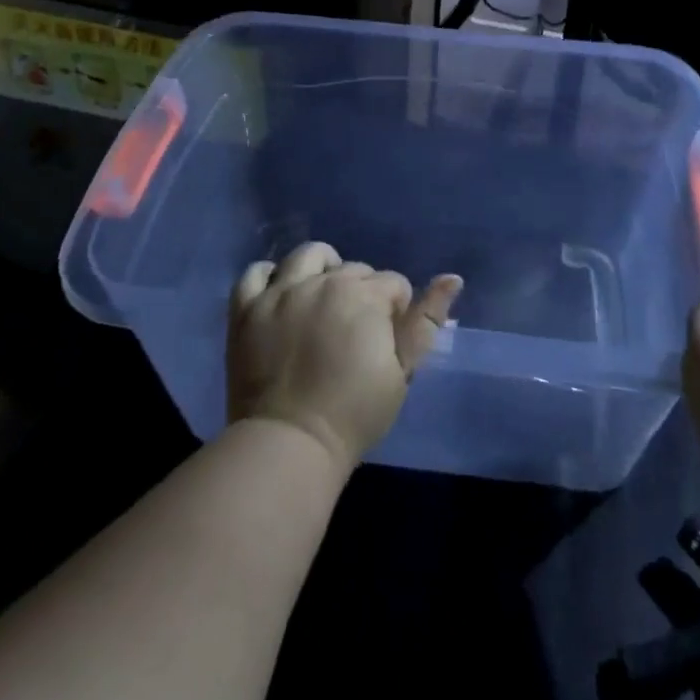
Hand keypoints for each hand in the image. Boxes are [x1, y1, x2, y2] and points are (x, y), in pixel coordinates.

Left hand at [227, 242, 462, 472]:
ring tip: (322, 296)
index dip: (397, 309)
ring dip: (321, 267)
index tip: (388, 339)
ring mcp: (280, 292)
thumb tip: (452, 278)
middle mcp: (322, 281)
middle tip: (357, 331)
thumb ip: (426, 322)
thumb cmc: (355, 412)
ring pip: (307, 256)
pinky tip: (279, 293)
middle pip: (353, 268)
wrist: (290, 443)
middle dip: (363, 291)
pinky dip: (269, 276)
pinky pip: (255, 273)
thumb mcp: (403, 371)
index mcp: (364, 295)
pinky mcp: (246, 309)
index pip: (393, 284)